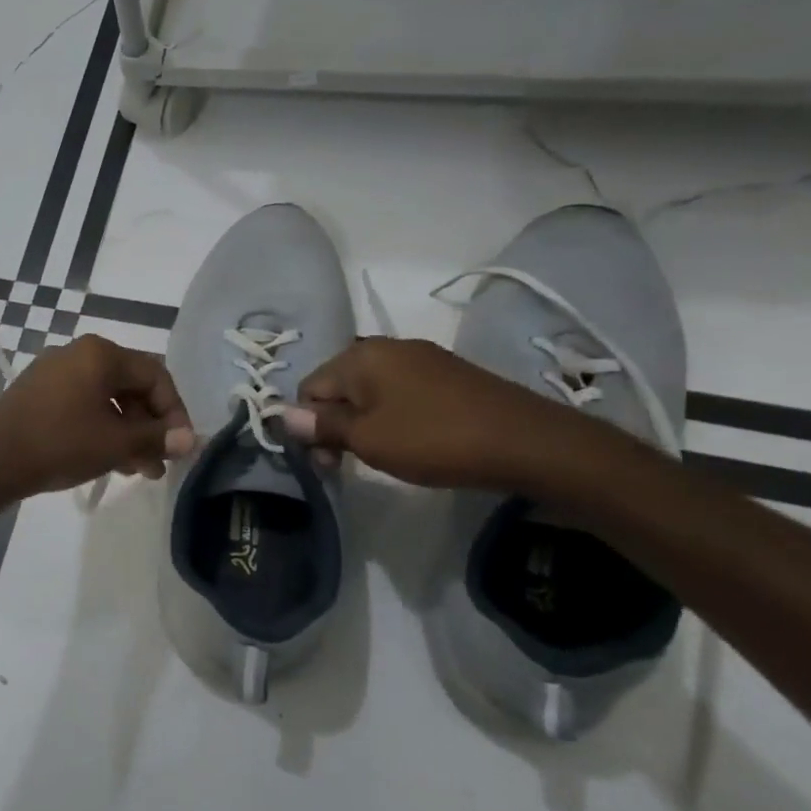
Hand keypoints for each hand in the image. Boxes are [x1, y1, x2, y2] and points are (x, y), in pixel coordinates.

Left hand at [0, 335, 194, 498]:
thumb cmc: (60, 444)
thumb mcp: (116, 443)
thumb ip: (158, 438)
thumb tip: (192, 439)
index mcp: (100, 353)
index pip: (155, 375)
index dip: (174, 412)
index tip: (180, 446)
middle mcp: (77, 353)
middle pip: (130, 386)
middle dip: (149, 426)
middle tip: (159, 463)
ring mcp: (53, 371)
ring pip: (106, 398)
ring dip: (127, 432)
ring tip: (137, 470)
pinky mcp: (37, 391)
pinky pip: (81, 404)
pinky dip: (101, 427)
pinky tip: (107, 459)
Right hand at [281, 337, 593, 492]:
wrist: (528, 442)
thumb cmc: (434, 439)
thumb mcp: (368, 439)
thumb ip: (322, 425)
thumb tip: (282, 415)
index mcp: (360, 355)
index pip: (309, 388)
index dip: (309, 426)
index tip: (329, 463)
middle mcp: (386, 346)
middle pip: (337, 386)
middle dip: (334, 424)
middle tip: (349, 464)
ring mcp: (421, 358)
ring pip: (369, 390)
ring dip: (363, 422)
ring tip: (382, 455)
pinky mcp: (447, 374)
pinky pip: (400, 392)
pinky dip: (393, 416)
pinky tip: (412, 441)